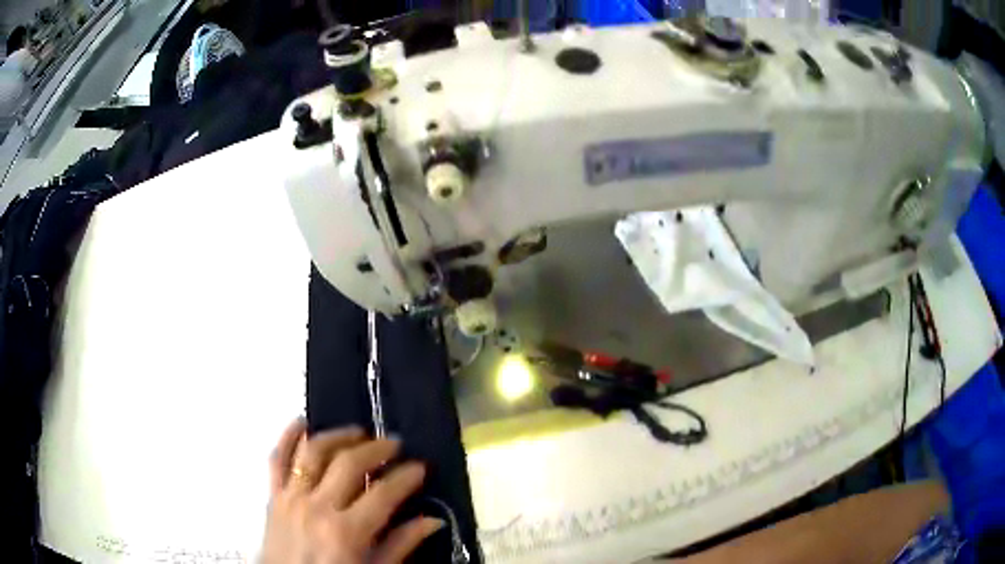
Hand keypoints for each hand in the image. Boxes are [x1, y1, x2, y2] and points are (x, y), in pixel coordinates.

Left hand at [261, 418, 442, 563]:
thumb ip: (401, 545)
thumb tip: (433, 520)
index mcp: (346, 532)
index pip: (383, 493)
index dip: (406, 477)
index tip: (419, 468)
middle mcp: (317, 507)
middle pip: (349, 464)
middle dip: (376, 448)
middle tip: (395, 444)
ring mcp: (291, 498)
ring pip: (313, 453)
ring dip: (338, 436)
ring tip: (359, 432)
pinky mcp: (273, 497)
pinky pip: (276, 459)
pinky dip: (287, 437)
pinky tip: (302, 422)